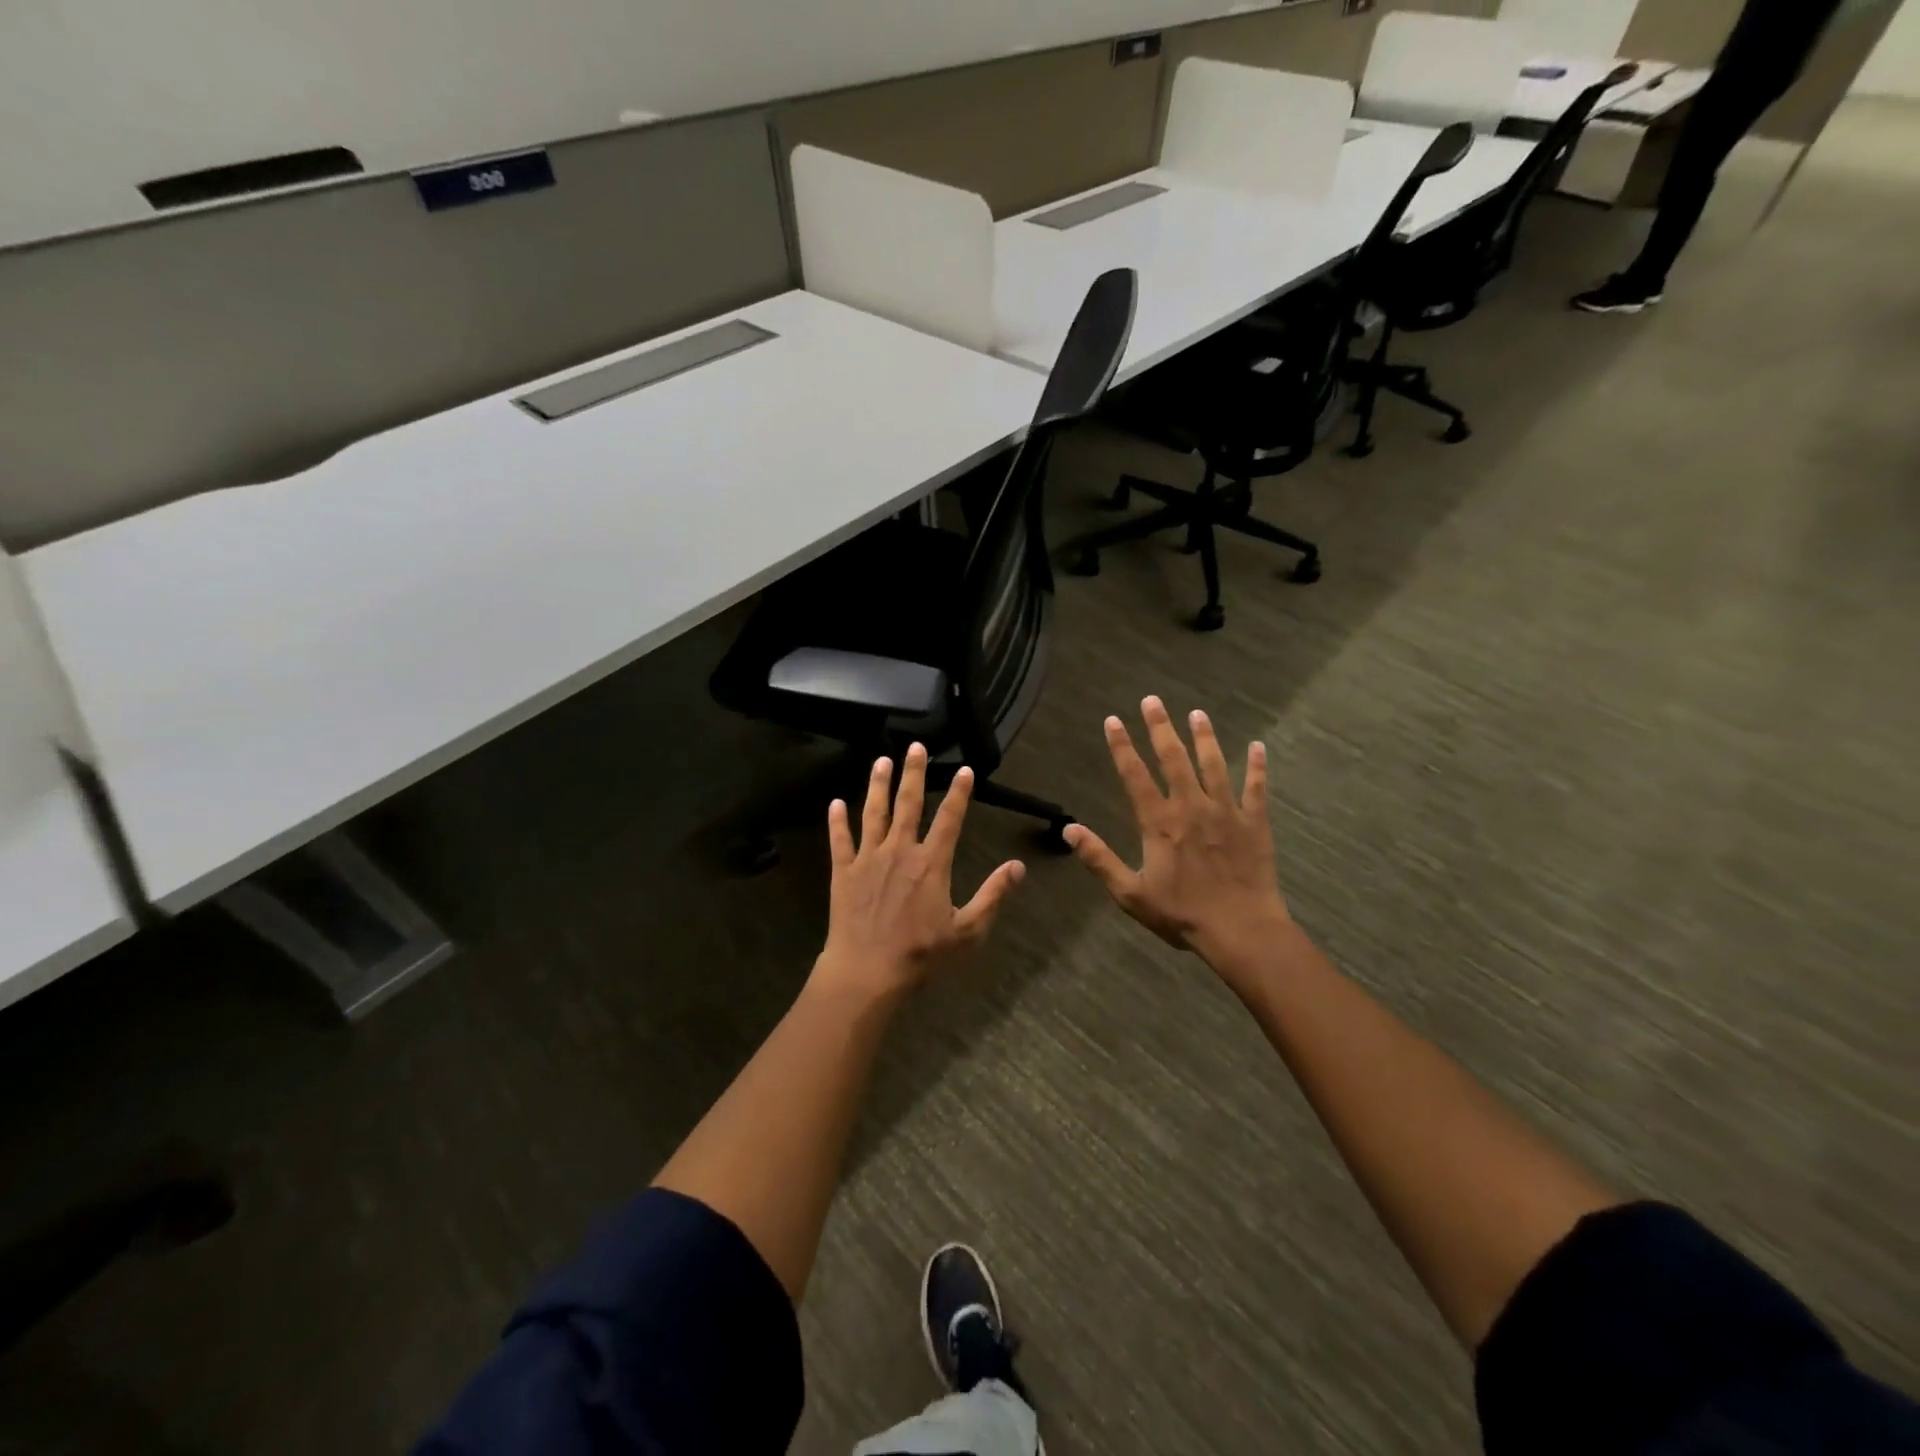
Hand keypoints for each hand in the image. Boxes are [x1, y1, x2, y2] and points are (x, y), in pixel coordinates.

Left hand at [813, 744, 1025, 999]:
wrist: (868, 971)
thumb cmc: (921, 953)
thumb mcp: (967, 930)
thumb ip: (993, 895)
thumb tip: (1018, 867)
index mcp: (931, 863)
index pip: (950, 819)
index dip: (959, 793)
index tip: (965, 769)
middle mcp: (900, 851)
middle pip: (909, 804)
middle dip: (914, 773)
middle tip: (915, 747)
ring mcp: (869, 859)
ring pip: (874, 813)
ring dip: (878, 785)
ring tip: (881, 761)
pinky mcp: (843, 872)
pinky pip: (840, 840)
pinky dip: (837, 821)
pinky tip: (835, 802)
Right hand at [1065, 698, 1290, 968]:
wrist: (1241, 929)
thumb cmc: (1182, 914)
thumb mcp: (1130, 893)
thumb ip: (1100, 859)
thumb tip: (1069, 831)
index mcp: (1160, 822)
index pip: (1135, 776)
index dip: (1122, 746)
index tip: (1113, 720)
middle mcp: (1191, 806)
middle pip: (1173, 758)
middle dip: (1160, 728)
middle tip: (1152, 700)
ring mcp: (1226, 811)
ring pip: (1214, 764)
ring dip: (1204, 737)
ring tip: (1197, 714)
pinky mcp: (1254, 823)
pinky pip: (1256, 788)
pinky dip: (1257, 766)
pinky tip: (1258, 746)